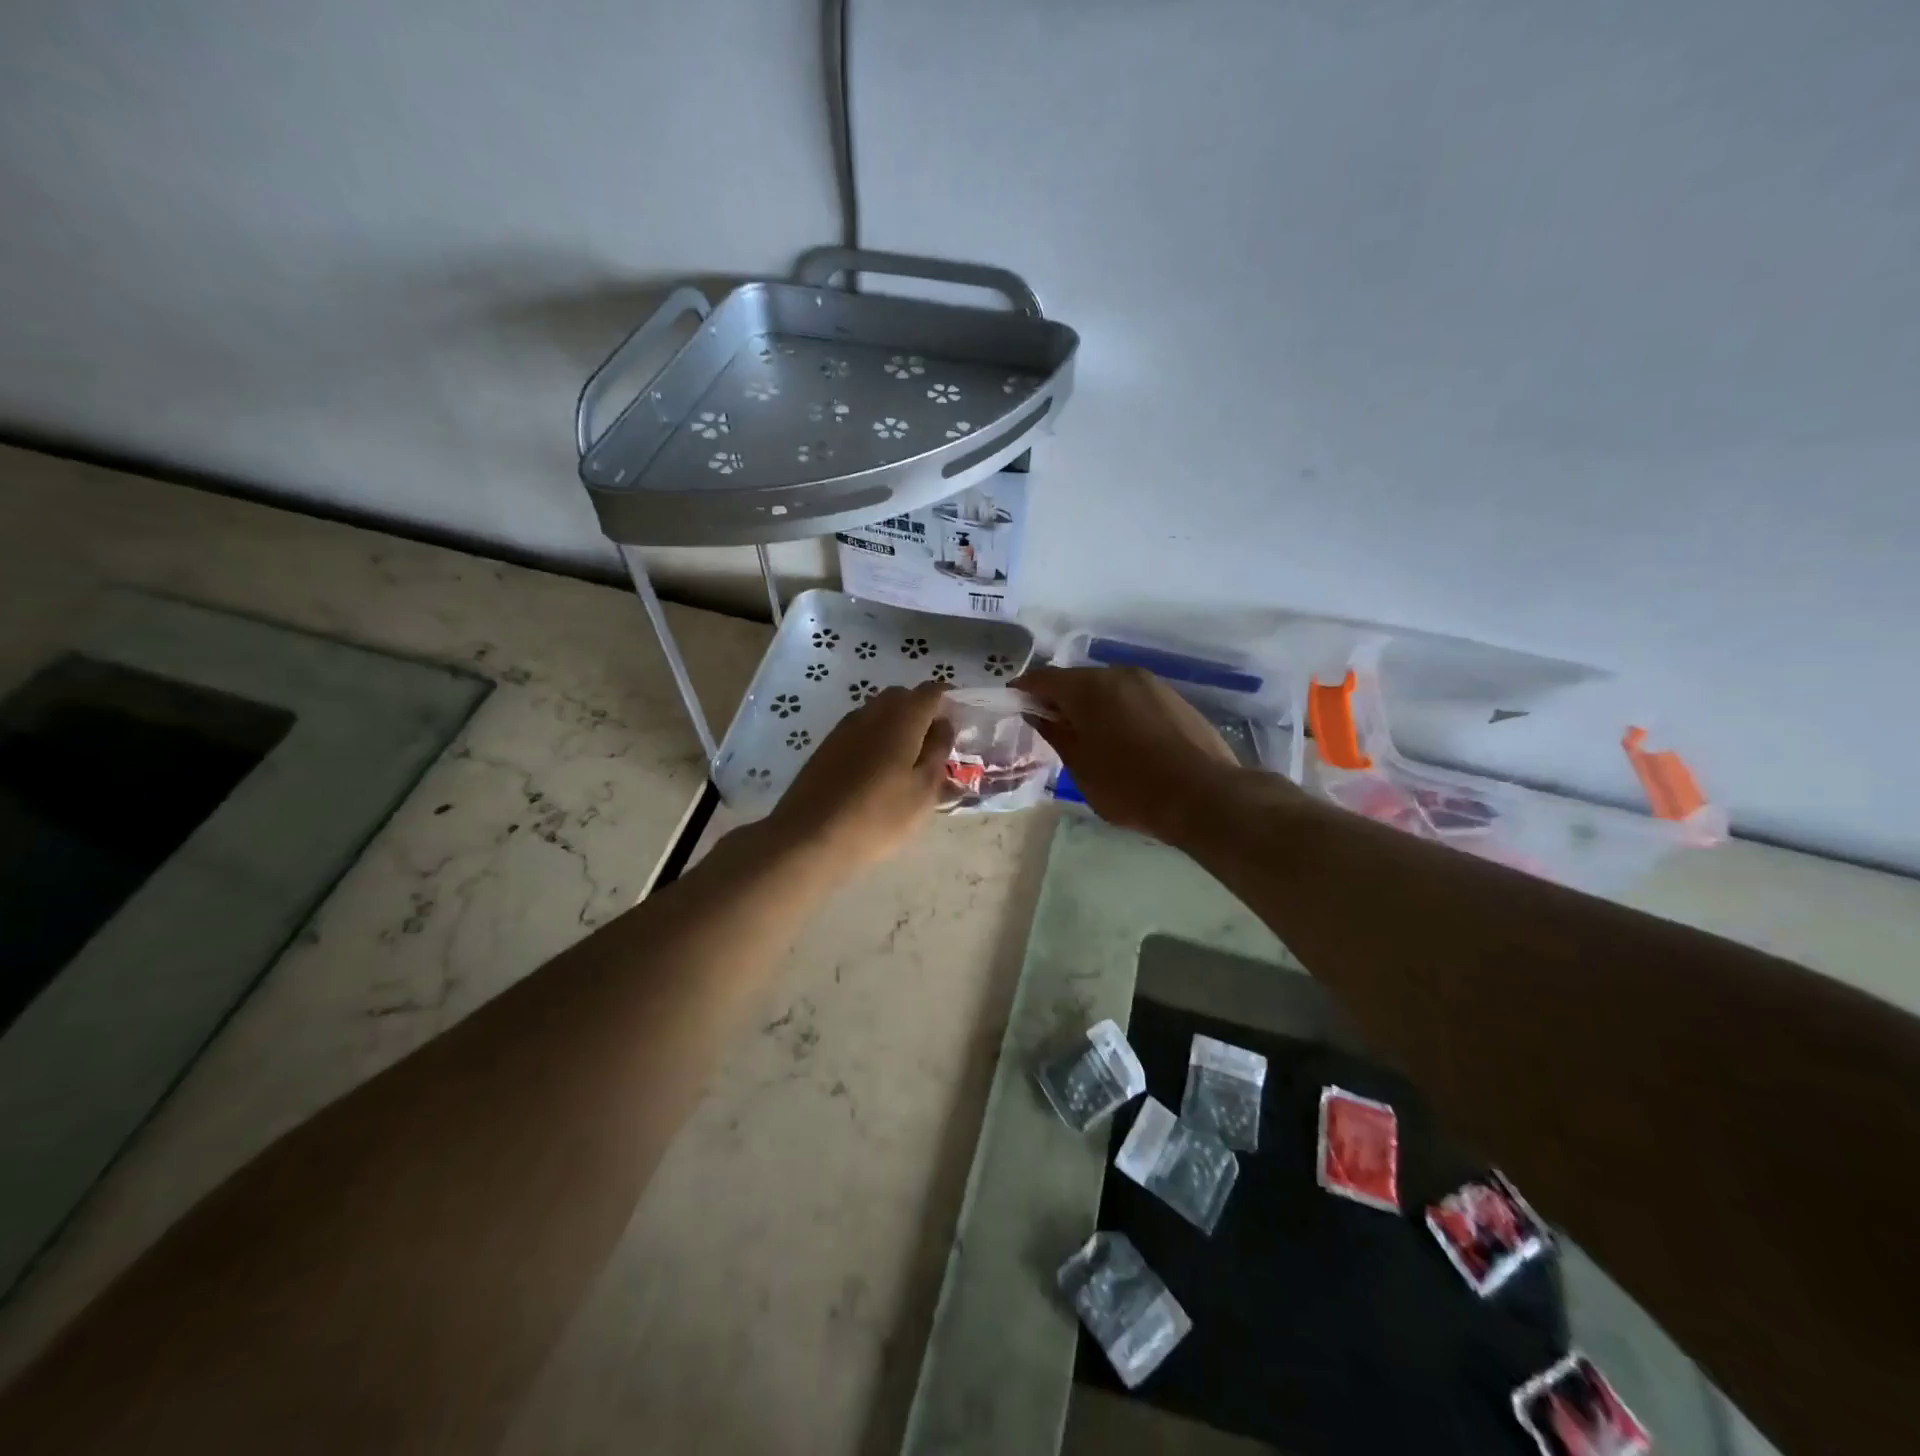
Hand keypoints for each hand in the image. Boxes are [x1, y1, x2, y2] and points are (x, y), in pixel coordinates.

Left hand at [766, 682, 954, 872]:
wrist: (809, 838)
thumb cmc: (878, 816)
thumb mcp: (924, 790)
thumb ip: (938, 752)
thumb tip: (943, 725)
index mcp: (902, 718)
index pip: (932, 691)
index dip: (949, 700)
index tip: (960, 721)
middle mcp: (872, 712)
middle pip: (903, 697)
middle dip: (922, 711)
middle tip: (935, 743)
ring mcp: (844, 727)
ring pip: (878, 712)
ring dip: (897, 725)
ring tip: (908, 760)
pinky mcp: (826, 746)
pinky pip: (860, 729)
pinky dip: (876, 738)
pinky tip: (878, 770)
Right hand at [1012, 665, 1254, 840]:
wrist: (1204, 796)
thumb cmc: (1130, 786)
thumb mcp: (1080, 767)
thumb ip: (1056, 734)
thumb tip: (1039, 715)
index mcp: (1089, 688)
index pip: (1044, 679)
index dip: (1024, 690)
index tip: (1013, 705)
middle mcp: (1119, 674)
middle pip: (1077, 680)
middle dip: (1059, 699)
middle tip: (1050, 727)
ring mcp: (1151, 684)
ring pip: (1107, 688)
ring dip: (1091, 705)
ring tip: (1087, 737)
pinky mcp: (1174, 698)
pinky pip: (1132, 698)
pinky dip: (1117, 711)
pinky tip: (1121, 740)